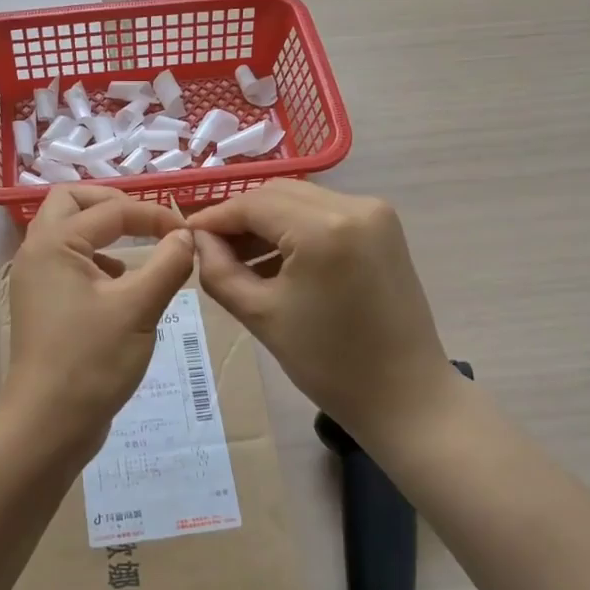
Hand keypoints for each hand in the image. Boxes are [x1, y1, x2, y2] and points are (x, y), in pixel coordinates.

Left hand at [4, 186, 197, 451]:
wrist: (47, 424)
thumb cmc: (92, 361)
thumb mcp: (139, 308)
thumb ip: (168, 263)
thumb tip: (186, 236)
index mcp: (55, 243)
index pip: (111, 210)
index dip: (153, 215)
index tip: (187, 233)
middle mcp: (37, 252)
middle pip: (71, 202)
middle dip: (112, 205)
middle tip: (147, 223)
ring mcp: (35, 279)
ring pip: (66, 232)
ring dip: (101, 231)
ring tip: (137, 253)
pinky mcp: (42, 304)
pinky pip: (67, 262)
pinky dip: (95, 260)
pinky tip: (120, 287)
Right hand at [188, 181, 457, 452]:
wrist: (405, 395)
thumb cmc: (329, 363)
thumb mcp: (260, 315)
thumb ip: (218, 270)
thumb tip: (198, 240)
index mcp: (323, 228)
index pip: (253, 204)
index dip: (215, 218)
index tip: (185, 237)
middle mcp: (354, 205)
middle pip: (277, 194)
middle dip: (239, 218)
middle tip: (209, 249)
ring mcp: (375, 213)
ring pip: (300, 201)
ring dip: (267, 222)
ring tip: (238, 258)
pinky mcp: (384, 227)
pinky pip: (324, 213)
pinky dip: (295, 229)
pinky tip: (275, 259)